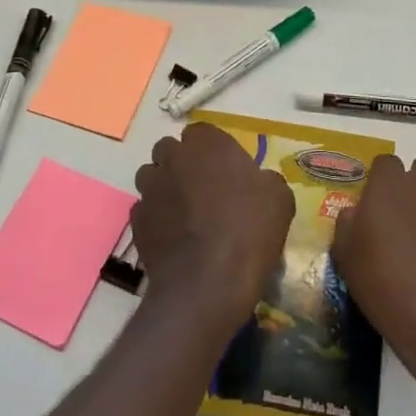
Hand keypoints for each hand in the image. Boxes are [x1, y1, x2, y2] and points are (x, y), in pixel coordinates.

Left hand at [132, 123, 295, 338]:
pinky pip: (145, 209)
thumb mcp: (279, 199)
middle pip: (171, 150)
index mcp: (207, 143)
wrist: (207, 283)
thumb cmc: (248, 231)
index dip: (212, 149)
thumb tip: (259, 182)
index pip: (202, 132)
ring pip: (152, 176)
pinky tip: (173, 237)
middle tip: (204, 189)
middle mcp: (173, 158)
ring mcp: (150, 188)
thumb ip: (265, 180)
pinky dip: (156, 217)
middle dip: (183, 163)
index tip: (226, 170)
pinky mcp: (137, 220)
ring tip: (185, 212)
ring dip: (165, 187)